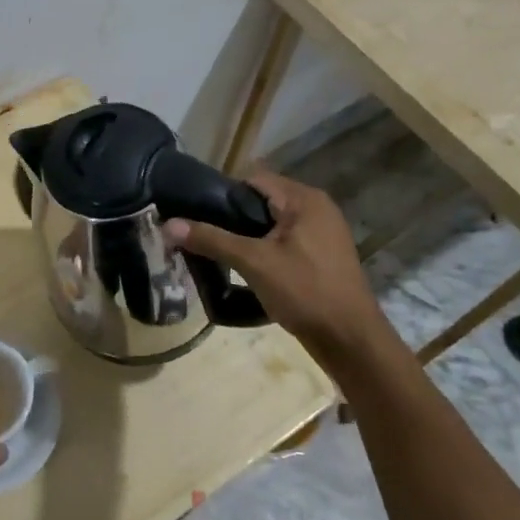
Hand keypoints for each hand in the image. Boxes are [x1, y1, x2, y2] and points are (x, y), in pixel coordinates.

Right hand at [165, 171, 382, 357]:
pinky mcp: (322, 257)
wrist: (350, 340)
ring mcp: (322, 234)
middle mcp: (317, 209)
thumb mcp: (254, 262)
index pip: (254, 179)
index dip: (223, 193)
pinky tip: (245, 268)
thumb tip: (168, 224)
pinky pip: (284, 242)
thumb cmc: (305, 291)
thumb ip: (211, 240)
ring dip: (247, 236)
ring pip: (272, 224)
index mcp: (305, 199)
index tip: (196, 213)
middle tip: (203, 235)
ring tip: (218, 252)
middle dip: (232, 217)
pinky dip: (263, 249)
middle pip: (262, 201)